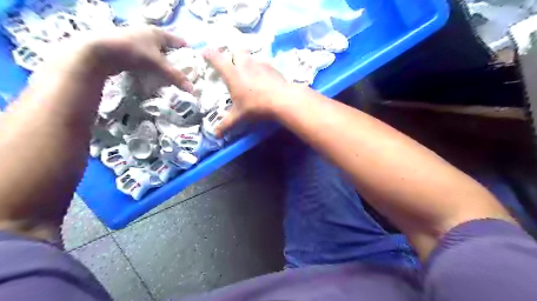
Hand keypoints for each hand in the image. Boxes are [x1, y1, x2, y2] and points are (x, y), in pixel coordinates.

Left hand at [45, 24, 192, 91]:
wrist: (98, 52)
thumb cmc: (132, 51)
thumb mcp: (157, 64)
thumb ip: (176, 76)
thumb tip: (193, 90)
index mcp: (157, 32)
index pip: (179, 41)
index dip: (188, 51)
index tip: (195, 63)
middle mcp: (147, 34)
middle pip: (168, 47)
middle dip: (176, 59)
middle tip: (183, 72)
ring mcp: (136, 41)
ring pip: (156, 53)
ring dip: (163, 64)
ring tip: (170, 76)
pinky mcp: (127, 50)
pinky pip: (146, 58)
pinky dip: (151, 66)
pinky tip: (153, 75)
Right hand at [201, 48, 291, 135]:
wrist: (282, 100)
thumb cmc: (255, 106)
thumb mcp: (239, 116)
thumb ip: (226, 124)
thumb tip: (215, 135)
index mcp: (232, 74)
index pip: (216, 59)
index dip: (209, 54)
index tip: (205, 53)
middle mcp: (244, 64)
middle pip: (236, 50)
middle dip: (232, 54)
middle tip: (232, 63)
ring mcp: (259, 63)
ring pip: (251, 56)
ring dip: (248, 60)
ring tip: (249, 71)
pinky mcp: (272, 67)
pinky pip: (264, 63)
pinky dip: (261, 67)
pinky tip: (264, 77)